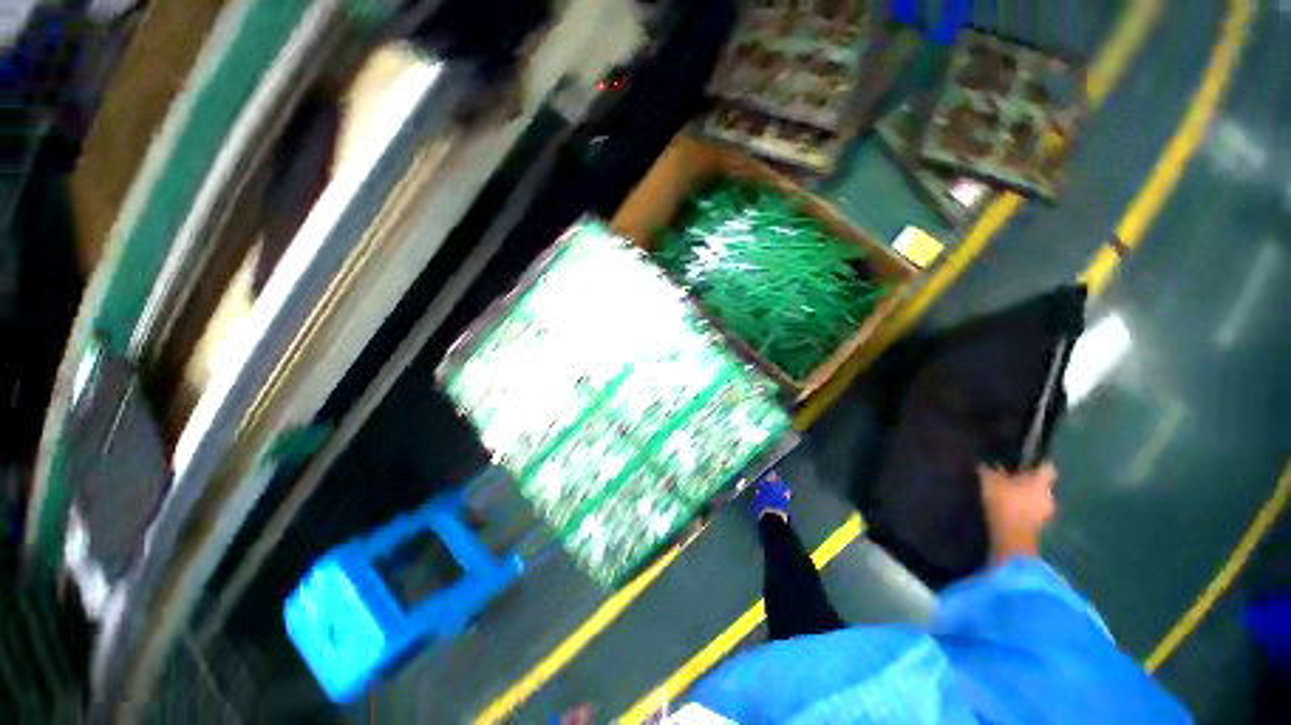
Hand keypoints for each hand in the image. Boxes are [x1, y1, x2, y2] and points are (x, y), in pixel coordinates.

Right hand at [979, 461, 1057, 562]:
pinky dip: (1025, 509)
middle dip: (1029, 482)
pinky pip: (1034, 511)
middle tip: (1012, 480)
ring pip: (1038, 498)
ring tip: (1009, 496)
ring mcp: (1047, 512)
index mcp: (1041, 481)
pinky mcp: (1040, 526)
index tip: (1026, 462)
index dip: (1038, 463)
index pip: (1047, 467)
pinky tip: (1010, 509)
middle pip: (1042, 484)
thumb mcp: (990, 483)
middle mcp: (1050, 495)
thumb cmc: (1004, 504)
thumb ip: (990, 471)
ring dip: (1027, 497)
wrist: (1012, 538)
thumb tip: (986, 462)